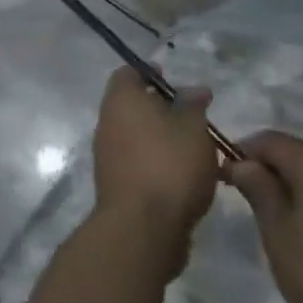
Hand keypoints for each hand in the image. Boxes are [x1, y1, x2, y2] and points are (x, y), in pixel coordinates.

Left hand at [92, 68, 218, 276]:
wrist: (142, 229)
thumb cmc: (169, 164)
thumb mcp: (193, 127)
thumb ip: (193, 105)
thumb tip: (195, 90)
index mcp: (121, 101)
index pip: (128, 73)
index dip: (149, 73)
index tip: (172, 80)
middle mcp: (107, 124)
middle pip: (132, 106)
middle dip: (160, 109)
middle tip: (191, 116)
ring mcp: (108, 158)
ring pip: (136, 137)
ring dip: (160, 139)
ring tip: (194, 148)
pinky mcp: (116, 187)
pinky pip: (137, 164)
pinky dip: (156, 164)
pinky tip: (183, 176)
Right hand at [225, 131, 302, 302]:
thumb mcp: (279, 233)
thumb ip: (258, 191)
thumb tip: (242, 162)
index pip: (268, 139)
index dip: (240, 152)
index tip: (220, 178)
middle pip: (292, 154)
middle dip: (263, 170)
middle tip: (242, 202)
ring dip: (286, 189)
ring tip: (269, 223)